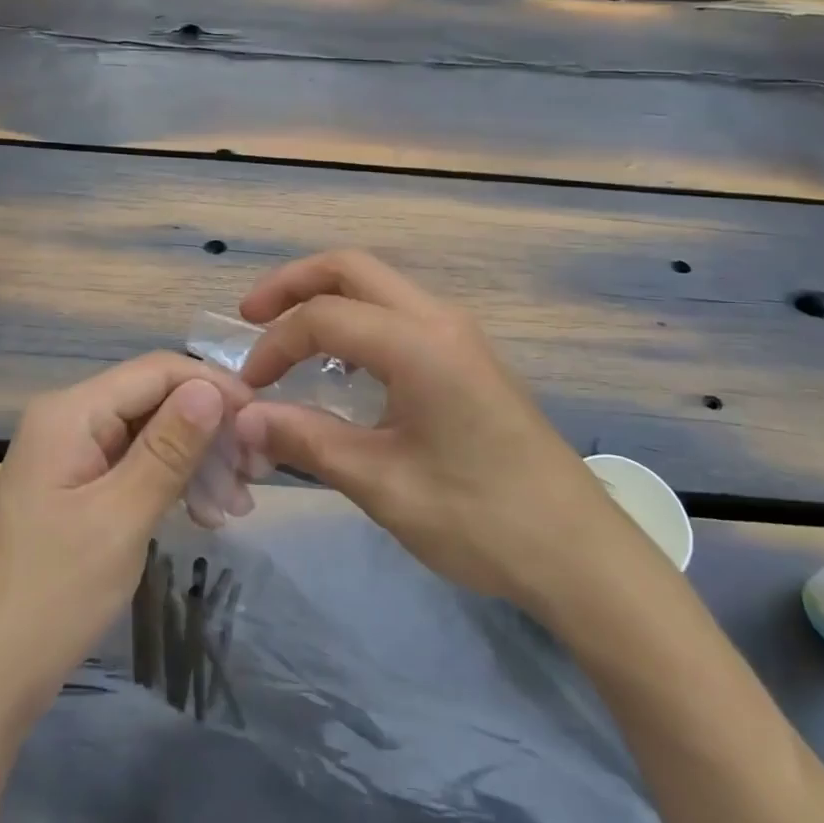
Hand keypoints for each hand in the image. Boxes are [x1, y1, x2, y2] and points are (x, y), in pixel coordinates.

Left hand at [0, 353, 249, 723]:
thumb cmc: (52, 596)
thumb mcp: (120, 518)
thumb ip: (169, 449)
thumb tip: (212, 388)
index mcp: (70, 412)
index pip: (156, 371)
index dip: (212, 386)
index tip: (262, 420)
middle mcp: (69, 419)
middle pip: (155, 400)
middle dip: (209, 430)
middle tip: (256, 474)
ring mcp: (71, 455)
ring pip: (151, 434)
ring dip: (197, 461)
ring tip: (238, 504)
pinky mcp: (77, 488)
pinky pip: (135, 465)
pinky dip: (173, 483)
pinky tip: (206, 513)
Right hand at [232, 251, 613, 605]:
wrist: (580, 553)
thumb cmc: (480, 519)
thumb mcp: (382, 484)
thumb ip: (307, 440)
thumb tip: (243, 420)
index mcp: (419, 344)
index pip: (325, 317)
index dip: (275, 345)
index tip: (249, 388)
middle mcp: (440, 320)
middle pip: (352, 268)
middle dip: (294, 284)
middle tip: (251, 315)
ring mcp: (460, 334)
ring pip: (379, 286)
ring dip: (327, 299)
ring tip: (287, 336)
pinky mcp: (468, 357)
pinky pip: (399, 314)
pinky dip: (357, 321)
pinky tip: (340, 366)